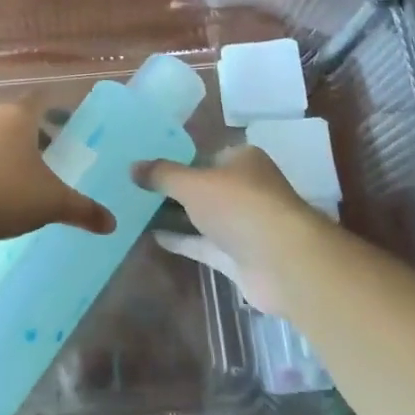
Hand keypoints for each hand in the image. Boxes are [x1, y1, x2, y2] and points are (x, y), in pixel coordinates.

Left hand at [0, 100, 115, 245]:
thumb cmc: (5, 193)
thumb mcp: (52, 203)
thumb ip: (83, 209)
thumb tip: (112, 224)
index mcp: (17, 117)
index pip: (38, 100)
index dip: (53, 108)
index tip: (65, 121)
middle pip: (14, 118)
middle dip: (31, 133)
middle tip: (50, 152)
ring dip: (5, 150)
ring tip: (22, 174)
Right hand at [137, 147, 346, 316]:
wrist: (282, 261)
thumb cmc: (239, 206)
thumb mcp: (193, 183)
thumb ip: (162, 174)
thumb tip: (131, 166)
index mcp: (243, 160)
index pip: (208, 153)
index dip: (180, 157)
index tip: (149, 162)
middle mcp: (246, 188)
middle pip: (205, 185)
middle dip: (176, 187)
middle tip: (137, 186)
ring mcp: (243, 224)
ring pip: (204, 216)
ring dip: (177, 214)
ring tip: (137, 209)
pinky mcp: (238, 256)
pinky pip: (203, 244)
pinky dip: (182, 240)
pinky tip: (152, 236)